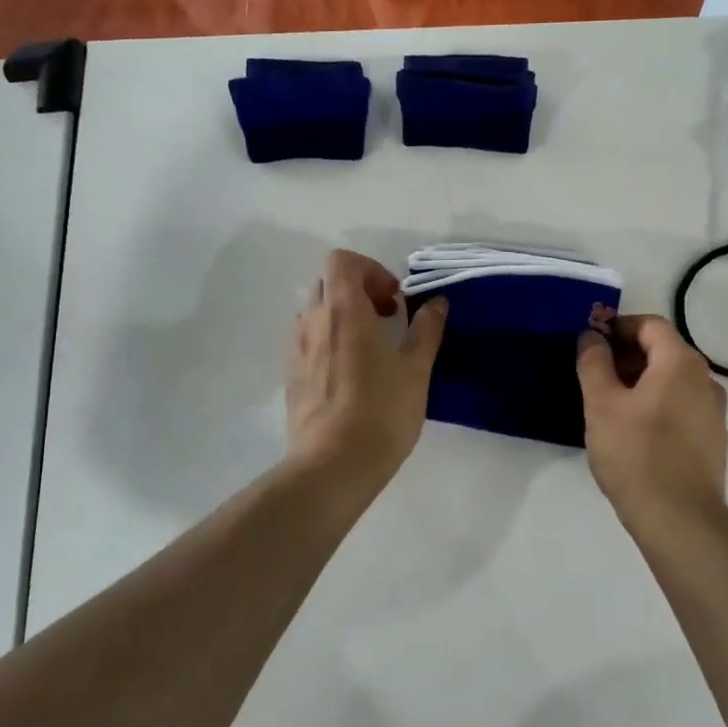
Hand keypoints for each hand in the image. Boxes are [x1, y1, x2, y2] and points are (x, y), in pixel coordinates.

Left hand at [285, 249, 446, 485]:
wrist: (333, 465)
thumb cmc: (381, 411)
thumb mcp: (416, 369)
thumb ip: (426, 329)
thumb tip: (436, 303)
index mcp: (344, 310)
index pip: (342, 261)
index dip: (371, 270)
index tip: (394, 300)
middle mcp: (313, 321)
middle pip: (328, 283)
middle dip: (358, 291)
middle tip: (387, 320)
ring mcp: (296, 349)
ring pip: (315, 313)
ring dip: (342, 317)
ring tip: (369, 348)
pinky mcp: (291, 376)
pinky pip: (307, 341)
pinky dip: (328, 342)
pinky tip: (350, 375)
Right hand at [577, 315, 727, 531]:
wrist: (679, 519)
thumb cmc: (635, 454)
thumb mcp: (601, 404)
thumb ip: (594, 363)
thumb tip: (592, 337)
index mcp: (681, 363)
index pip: (650, 325)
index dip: (618, 327)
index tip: (590, 343)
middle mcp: (706, 380)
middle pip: (664, 350)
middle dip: (627, 355)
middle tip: (594, 374)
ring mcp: (714, 412)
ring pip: (672, 380)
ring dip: (640, 381)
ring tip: (609, 404)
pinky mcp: (712, 440)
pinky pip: (681, 406)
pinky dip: (656, 404)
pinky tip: (633, 430)